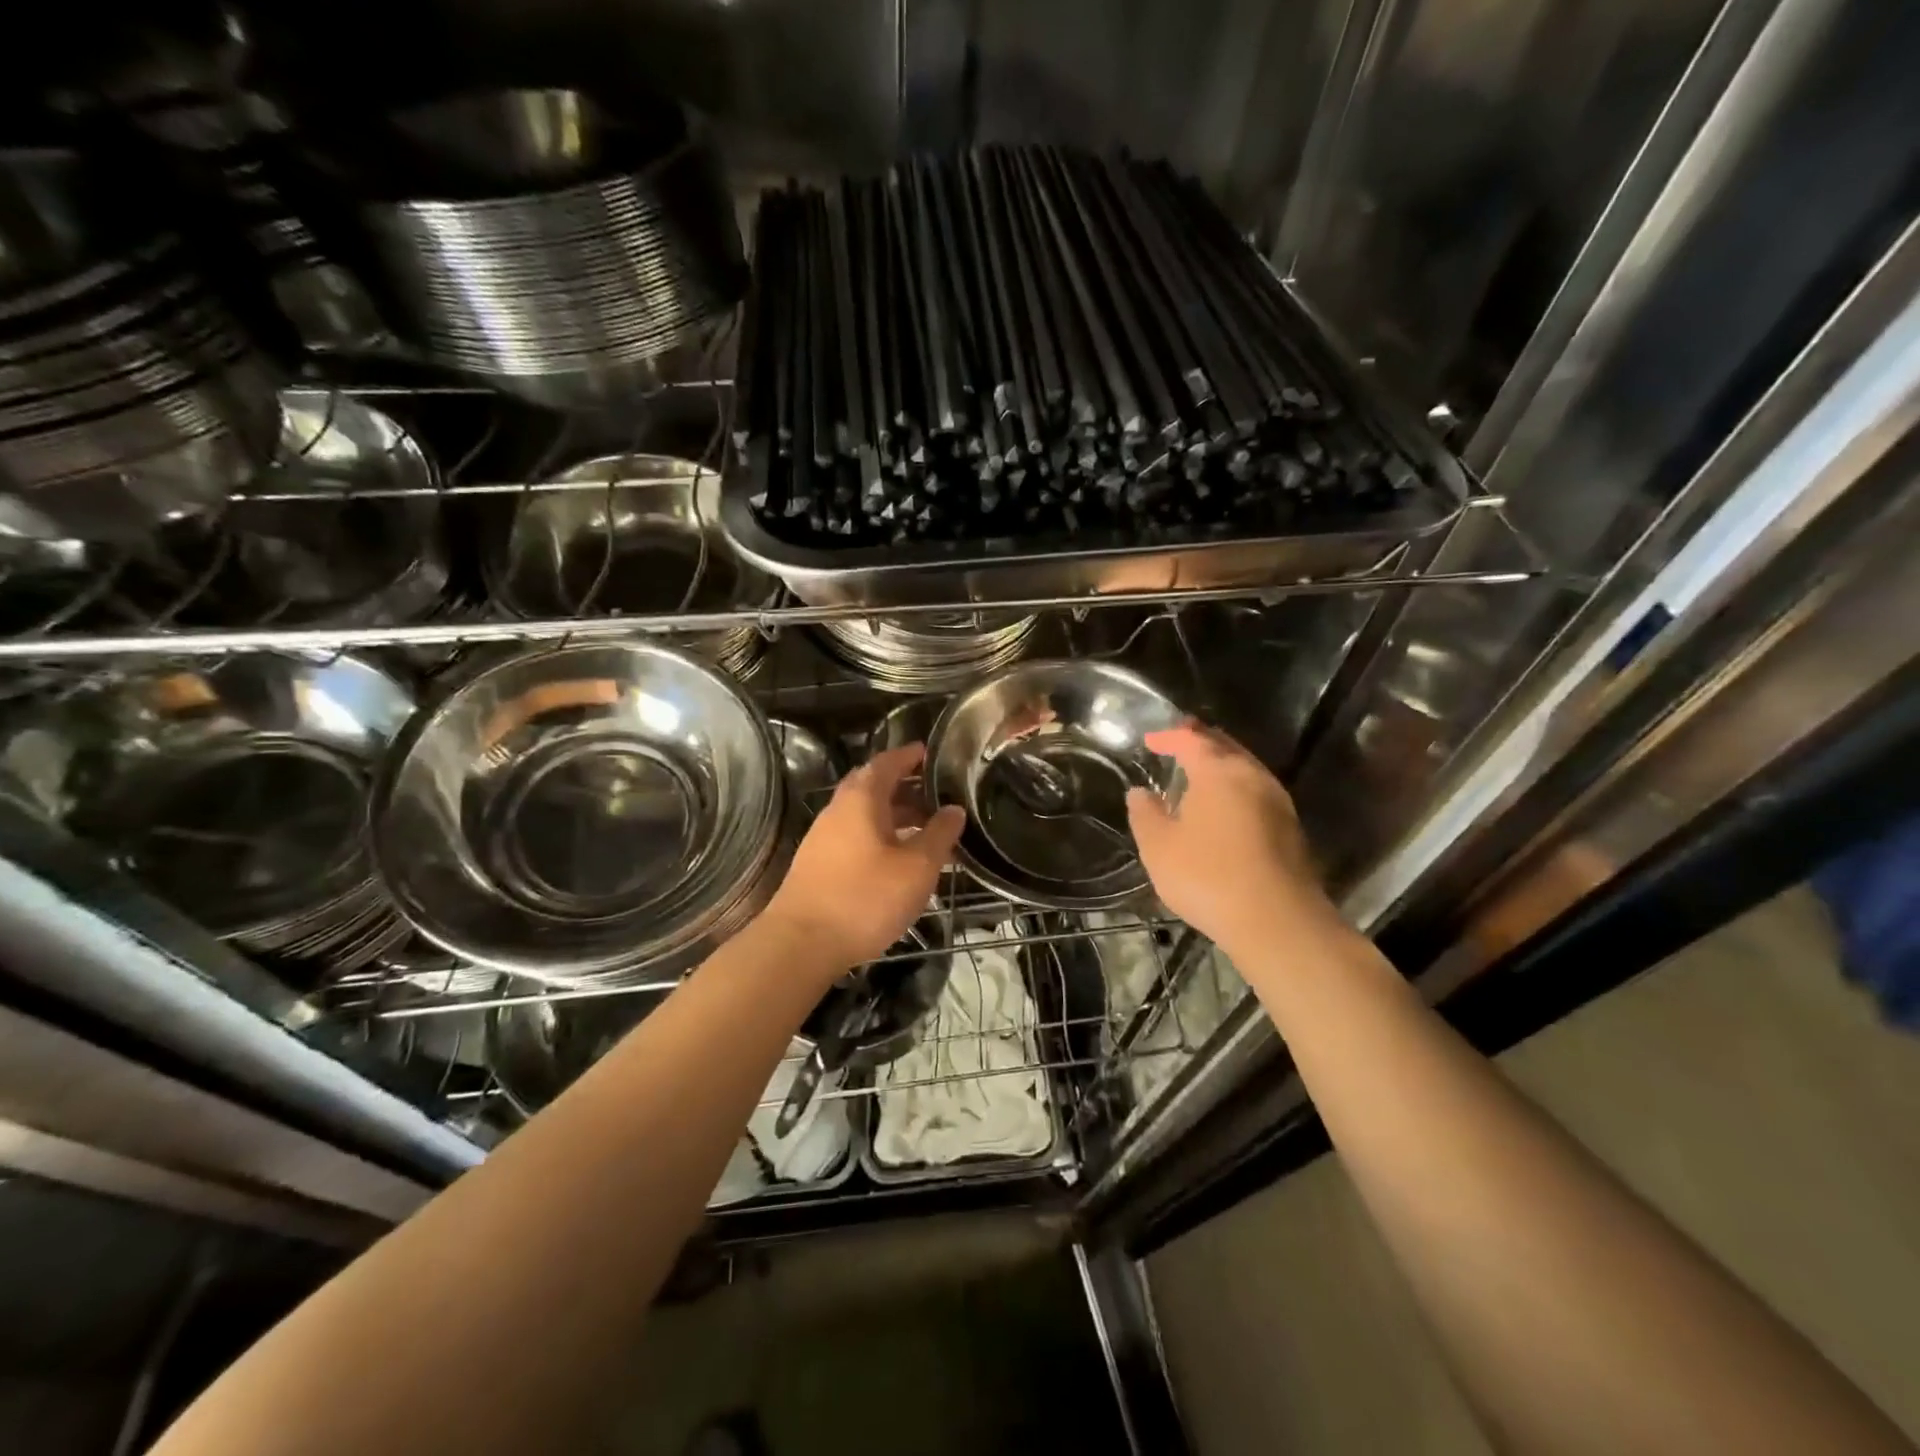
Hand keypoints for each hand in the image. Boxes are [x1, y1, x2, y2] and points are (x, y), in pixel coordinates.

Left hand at [764, 743, 965, 975]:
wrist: (801, 944)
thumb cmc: (865, 898)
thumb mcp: (917, 867)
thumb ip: (939, 834)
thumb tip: (954, 809)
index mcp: (861, 798)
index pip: (887, 762)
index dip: (909, 755)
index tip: (930, 752)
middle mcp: (838, 810)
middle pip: (873, 786)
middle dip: (905, 786)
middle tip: (935, 793)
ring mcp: (823, 838)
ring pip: (864, 814)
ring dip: (894, 816)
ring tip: (925, 830)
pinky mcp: (818, 864)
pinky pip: (855, 837)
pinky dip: (880, 837)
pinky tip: (897, 860)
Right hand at [1125, 723, 1341, 959]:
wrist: (1278, 922)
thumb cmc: (1208, 876)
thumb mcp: (1159, 847)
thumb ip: (1146, 814)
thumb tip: (1140, 793)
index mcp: (1218, 772)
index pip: (1191, 740)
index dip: (1168, 736)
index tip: (1149, 740)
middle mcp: (1253, 776)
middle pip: (1225, 746)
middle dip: (1200, 741)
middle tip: (1178, 742)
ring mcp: (1278, 802)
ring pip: (1245, 769)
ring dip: (1221, 764)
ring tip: (1198, 773)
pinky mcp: (1290, 829)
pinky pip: (1257, 792)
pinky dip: (1236, 788)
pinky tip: (1224, 807)